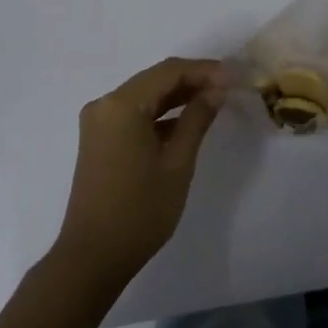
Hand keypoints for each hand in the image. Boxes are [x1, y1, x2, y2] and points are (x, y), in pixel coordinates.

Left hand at [53, 57, 223, 289]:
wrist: (93, 257)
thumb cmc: (139, 211)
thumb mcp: (177, 163)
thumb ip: (197, 119)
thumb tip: (217, 90)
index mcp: (121, 105)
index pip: (168, 71)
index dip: (204, 70)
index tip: (235, 77)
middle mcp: (104, 104)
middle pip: (155, 79)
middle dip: (192, 80)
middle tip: (229, 87)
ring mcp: (99, 122)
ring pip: (145, 95)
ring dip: (178, 96)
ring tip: (214, 100)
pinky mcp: (99, 139)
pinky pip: (134, 113)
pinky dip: (160, 114)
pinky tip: (187, 121)